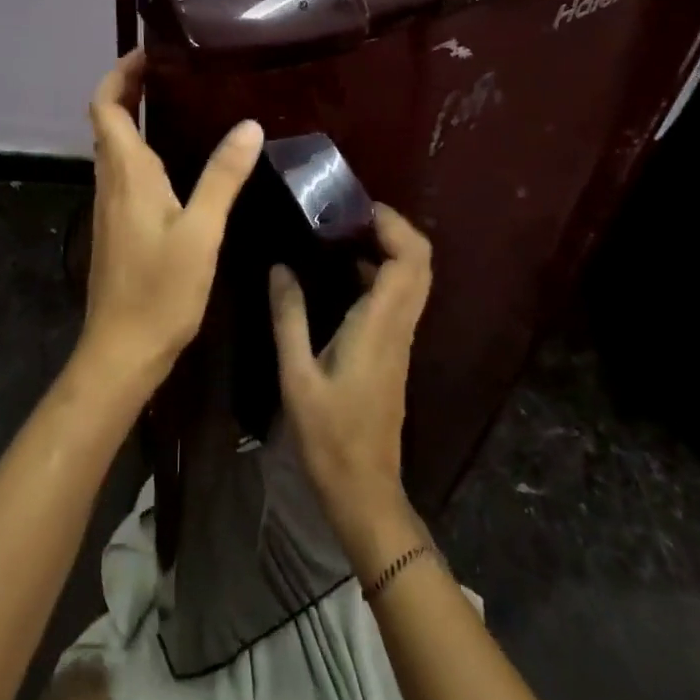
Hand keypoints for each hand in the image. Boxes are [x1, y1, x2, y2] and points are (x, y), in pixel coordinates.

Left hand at [79, 49, 263, 393]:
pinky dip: (142, 149)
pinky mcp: (118, 225)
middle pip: (108, 121)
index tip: (148, 53)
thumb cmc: (159, 290)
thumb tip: (249, 125)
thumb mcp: (201, 231)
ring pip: (115, 146)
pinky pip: (125, 171)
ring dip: (135, 117)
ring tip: (180, 102)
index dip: (119, 74)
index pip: (105, 106)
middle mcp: (111, 181)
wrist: (122, 351)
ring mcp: (111, 205)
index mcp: (126, 173)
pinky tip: (178, 160)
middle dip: (130, 88)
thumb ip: (223, 177)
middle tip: (173, 70)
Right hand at [270, 205, 432, 558]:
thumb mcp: (296, 376)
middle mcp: (399, 325)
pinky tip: (342, 273)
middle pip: (420, 262)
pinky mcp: (395, 351)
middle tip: (349, 214)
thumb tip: (280, 267)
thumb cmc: (329, 437)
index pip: (409, 259)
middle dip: (393, 228)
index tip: (356, 207)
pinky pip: (400, 297)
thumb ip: (289, 317)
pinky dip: (381, 272)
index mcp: (380, 325)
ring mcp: (401, 339)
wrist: (366, 492)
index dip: (392, 224)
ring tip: (342, 233)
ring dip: (388, 248)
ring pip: (414, 279)